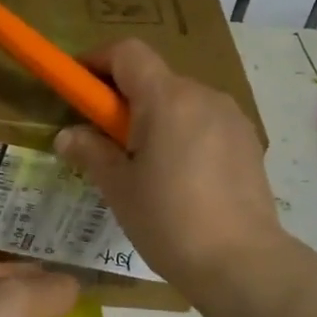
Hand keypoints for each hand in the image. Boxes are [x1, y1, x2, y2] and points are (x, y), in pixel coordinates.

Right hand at [54, 40, 299, 310]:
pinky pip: (204, 122)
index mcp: (167, 99)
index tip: (77, 85)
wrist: (241, 262)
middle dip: (123, 97)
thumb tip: (68, 135)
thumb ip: (91, 152)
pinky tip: (177, 176)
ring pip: (180, 101)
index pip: (128, 53)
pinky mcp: (248, 142)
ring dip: (154, 117)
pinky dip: (181, 133)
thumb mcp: (119, 187)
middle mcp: (203, 95)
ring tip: (142, 163)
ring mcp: (231, 117)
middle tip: (102, 136)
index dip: (97, 60)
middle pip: (154, 77)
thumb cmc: (169, 221)